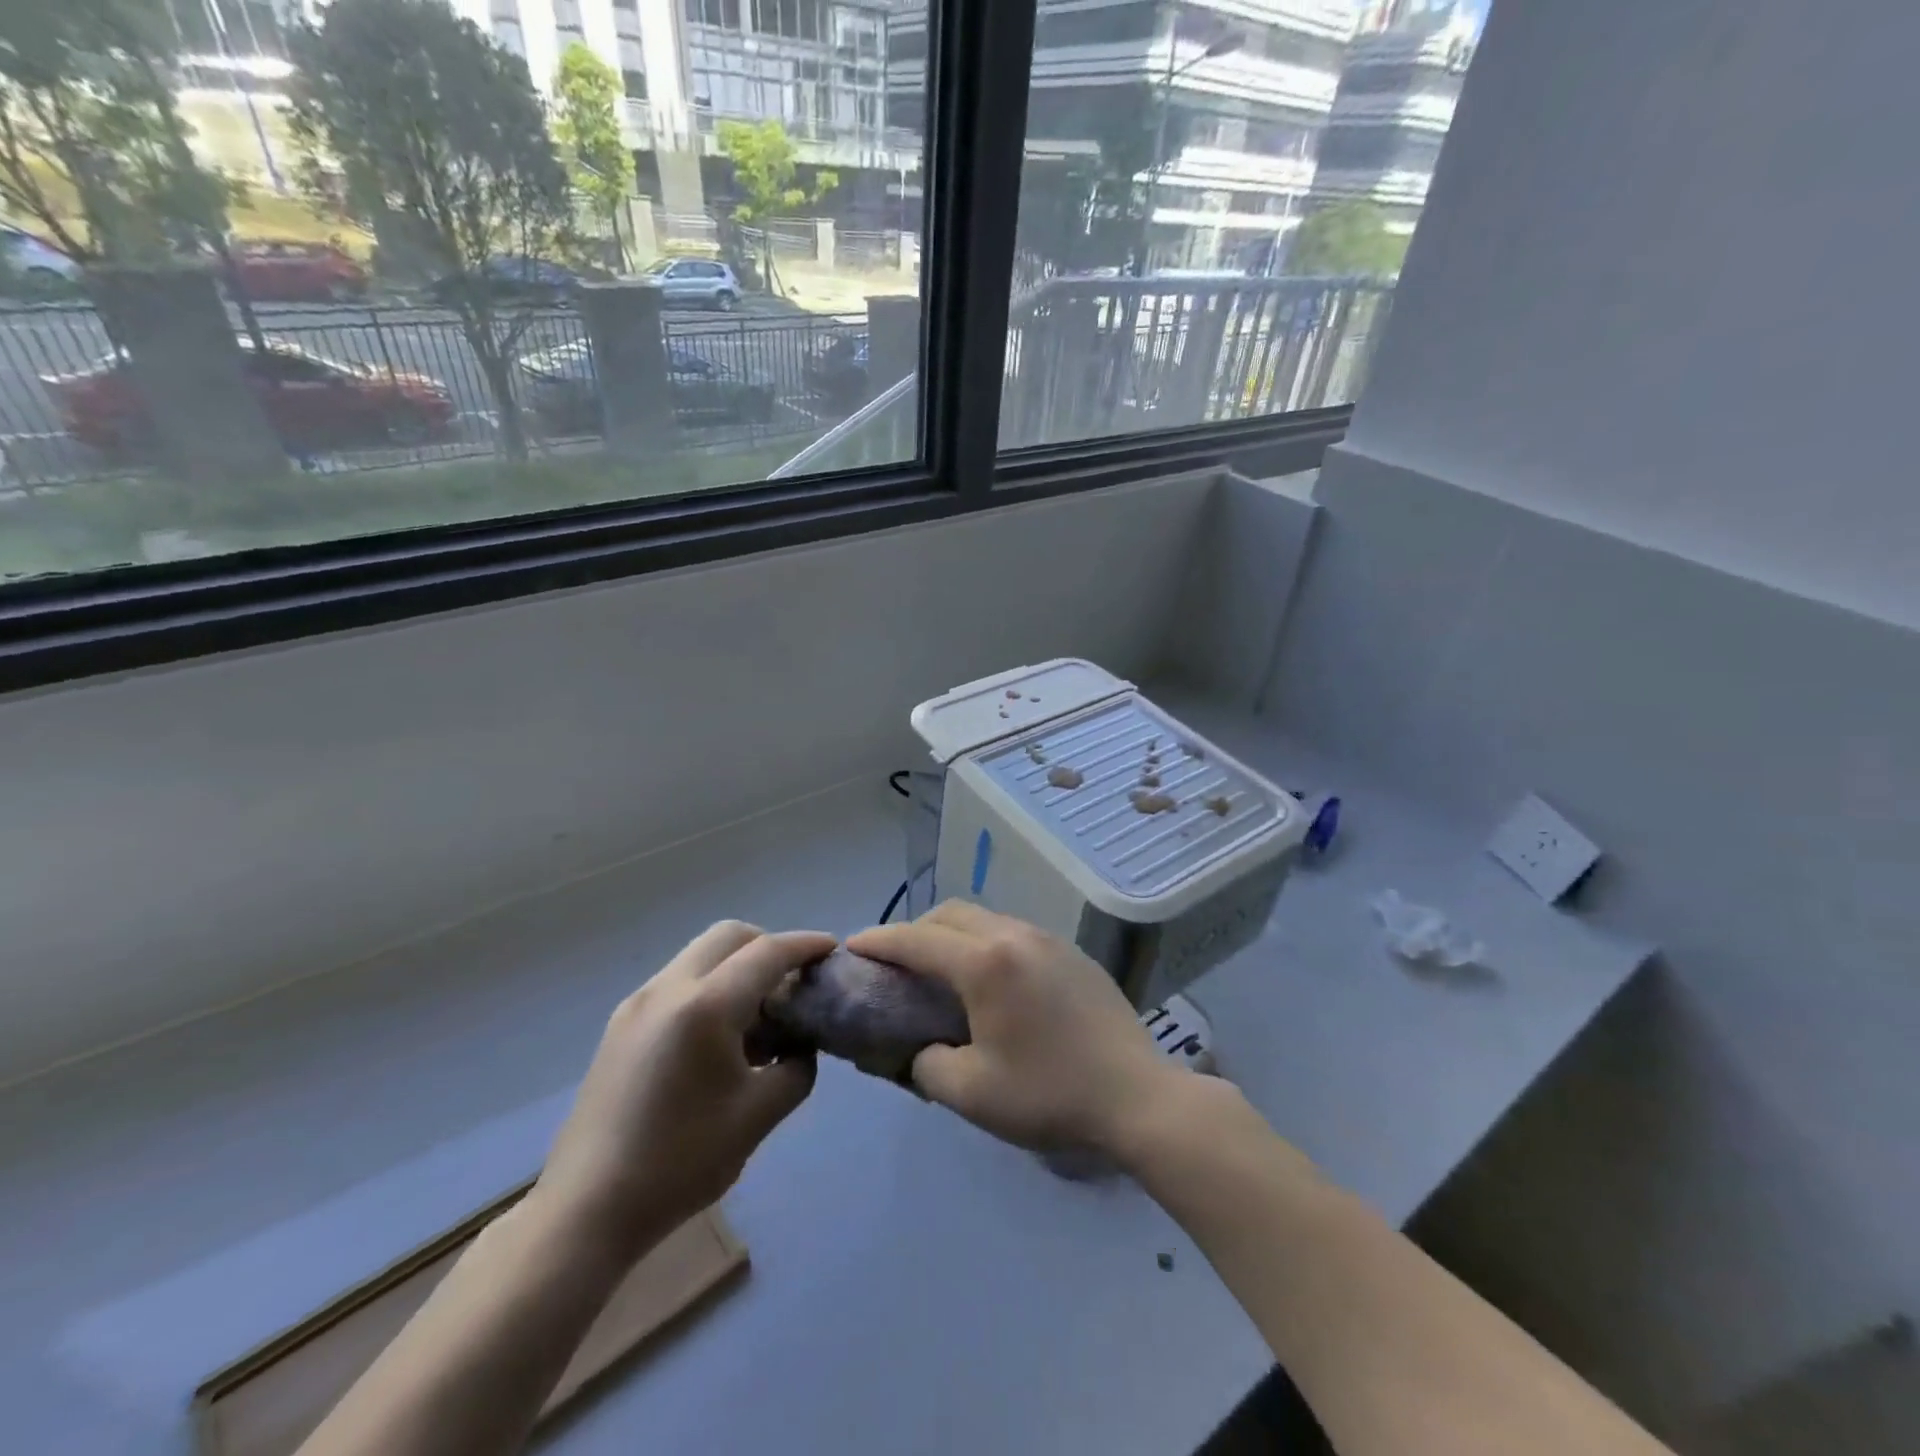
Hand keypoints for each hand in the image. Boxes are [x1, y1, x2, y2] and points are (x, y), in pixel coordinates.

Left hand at [536, 923, 834, 1254]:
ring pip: (700, 955)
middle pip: (729, 936)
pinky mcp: (621, 1024)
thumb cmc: (680, 1162)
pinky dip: (710, 986)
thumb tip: (799, 1046)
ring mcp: (638, 1003)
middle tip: (793, 981)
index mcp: (705, 1006)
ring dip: (737, 966)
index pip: (767, 952)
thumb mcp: (758, 1117)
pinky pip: (678, 981)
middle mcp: (668, 988)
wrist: (586, 1210)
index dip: (805, 945)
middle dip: (769, 945)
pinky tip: (719, 1036)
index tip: (832, 949)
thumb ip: (796, 1068)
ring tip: (758, 1015)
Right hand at [848, 902, 1187, 1157]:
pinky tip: (990, 979)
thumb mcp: (972, 1093)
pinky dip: (985, 942)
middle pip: (950, 915)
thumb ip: (927, 1065)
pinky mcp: (1071, 952)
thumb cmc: (1049, 1094)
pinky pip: (1013, 932)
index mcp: (986, 963)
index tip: (852, 947)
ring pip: (984, 918)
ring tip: (940, 969)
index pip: (916, 940)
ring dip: (952, 934)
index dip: (879, 941)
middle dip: (914, 931)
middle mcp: (1014, 935)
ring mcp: (1048, 939)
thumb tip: (919, 1049)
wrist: (1138, 1096)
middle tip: (895, 963)